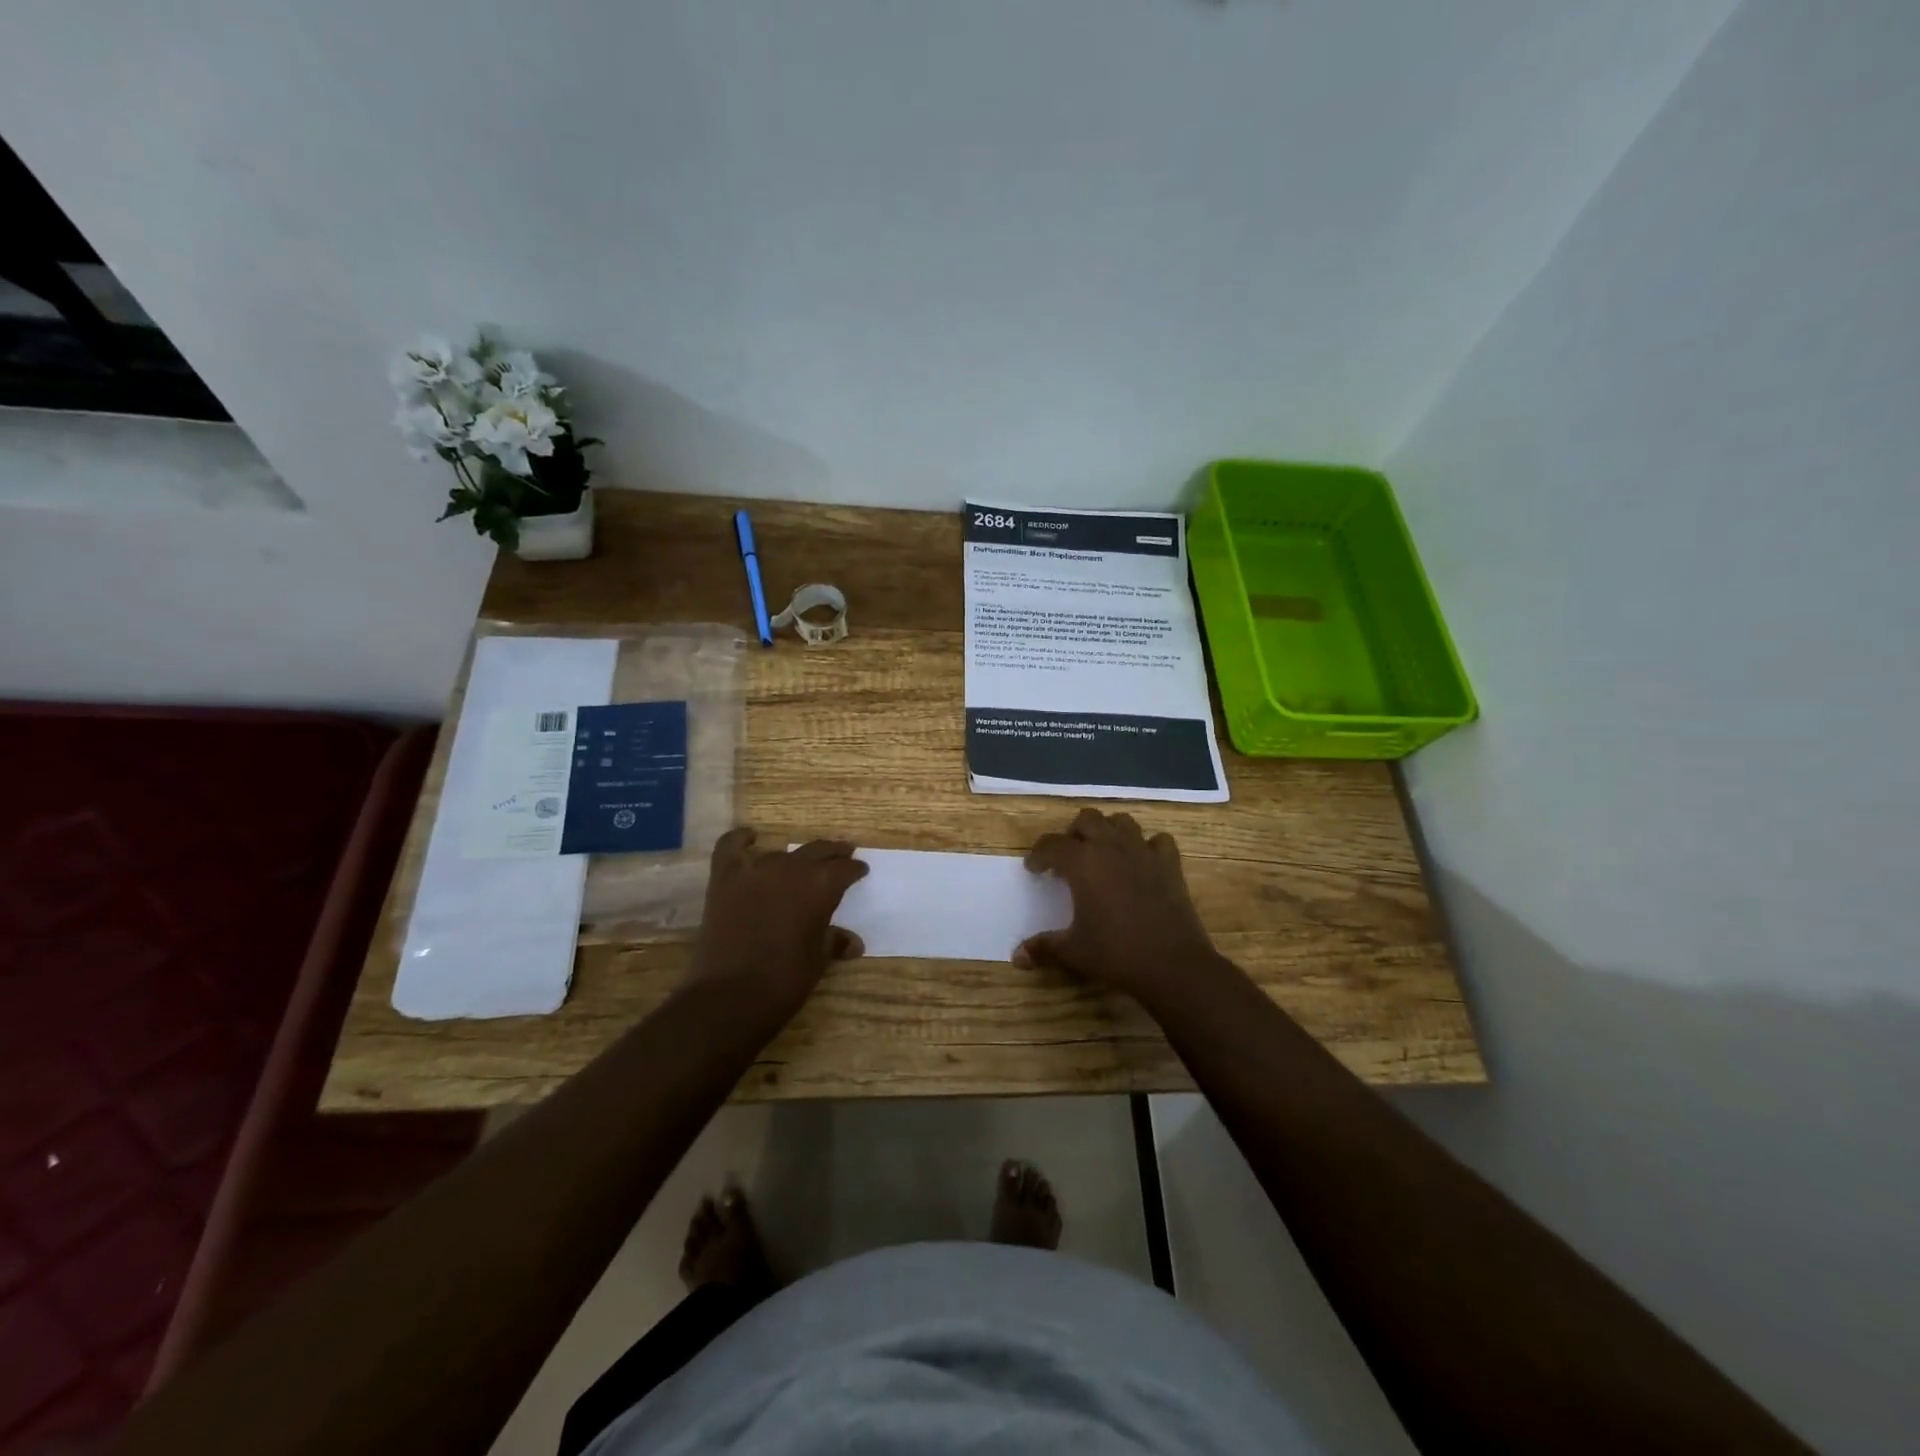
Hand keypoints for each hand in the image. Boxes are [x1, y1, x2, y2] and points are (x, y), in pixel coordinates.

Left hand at [687, 828, 867, 1016]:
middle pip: (818, 851)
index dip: (854, 870)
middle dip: (833, 854)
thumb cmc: (785, 980)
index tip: (860, 871)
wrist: (730, 996)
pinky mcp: (725, 879)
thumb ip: (833, 941)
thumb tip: (853, 943)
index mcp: (821, 885)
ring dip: (794, 858)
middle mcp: (791, 868)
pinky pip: (732, 847)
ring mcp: (755, 870)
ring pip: (781, 853)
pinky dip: (742, 840)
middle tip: (843, 855)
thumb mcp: (818, 960)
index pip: (845, 869)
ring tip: (800, 864)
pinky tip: (751, 838)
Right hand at [1015, 809, 1228, 1004]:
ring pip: (1122, 821)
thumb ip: (1043, 947)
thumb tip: (1016, 957)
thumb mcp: (1073, 951)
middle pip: (1087, 819)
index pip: (1051, 845)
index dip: (1038, 855)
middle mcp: (1111, 847)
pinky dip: (1147, 846)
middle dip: (1073, 833)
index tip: (1034, 870)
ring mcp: (1143, 851)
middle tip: (1069, 858)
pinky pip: (1157, 840)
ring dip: (1109, 831)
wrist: (1171, 964)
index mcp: (1082, 863)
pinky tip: (1142, 863)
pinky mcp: (1170, 863)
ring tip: (1103, 854)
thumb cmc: (1116, 953)